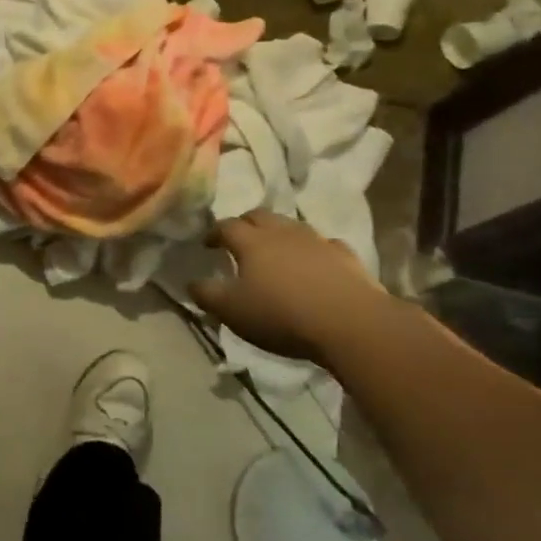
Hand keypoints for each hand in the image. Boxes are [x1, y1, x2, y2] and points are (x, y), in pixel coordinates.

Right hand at [189, 211, 390, 359]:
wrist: (349, 323)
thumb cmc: (281, 315)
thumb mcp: (231, 311)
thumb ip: (207, 294)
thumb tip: (191, 282)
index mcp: (251, 242)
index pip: (226, 226)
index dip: (214, 232)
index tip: (207, 245)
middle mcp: (282, 233)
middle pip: (259, 216)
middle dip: (245, 223)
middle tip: (238, 239)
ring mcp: (317, 241)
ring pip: (292, 226)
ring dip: (279, 233)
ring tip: (275, 250)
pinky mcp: (345, 257)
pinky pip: (325, 245)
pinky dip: (314, 250)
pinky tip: (316, 262)